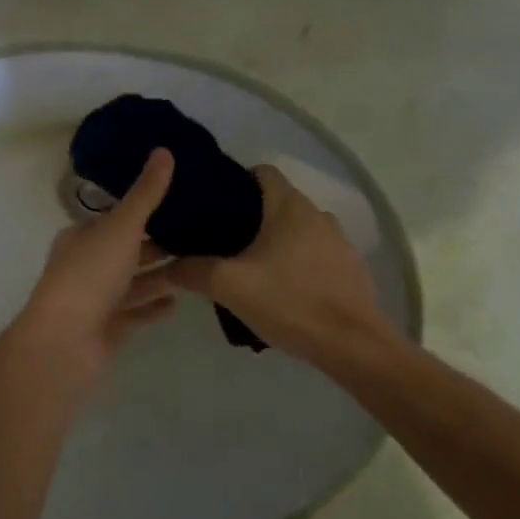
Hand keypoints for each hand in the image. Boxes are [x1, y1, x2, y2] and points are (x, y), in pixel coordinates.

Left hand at [13, 149, 178, 384]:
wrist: (65, 341)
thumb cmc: (90, 274)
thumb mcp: (121, 226)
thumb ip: (146, 193)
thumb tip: (164, 149)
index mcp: (81, 237)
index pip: (114, 218)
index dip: (142, 209)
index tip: (178, 202)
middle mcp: (85, 266)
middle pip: (125, 251)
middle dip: (155, 244)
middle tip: (198, 234)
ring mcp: (95, 300)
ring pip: (132, 283)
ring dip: (159, 276)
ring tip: (196, 265)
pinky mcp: (107, 329)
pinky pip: (135, 313)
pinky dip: (153, 307)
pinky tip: (178, 301)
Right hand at [168, 164, 400, 368]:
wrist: (353, 346)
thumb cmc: (289, 302)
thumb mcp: (229, 286)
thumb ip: (193, 271)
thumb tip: (166, 267)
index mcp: (289, 207)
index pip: (262, 172)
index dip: (236, 182)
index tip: (213, 205)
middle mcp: (317, 215)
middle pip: (277, 202)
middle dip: (249, 217)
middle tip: (220, 241)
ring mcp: (339, 242)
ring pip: (297, 230)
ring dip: (275, 242)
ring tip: (249, 267)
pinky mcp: (350, 269)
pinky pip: (315, 255)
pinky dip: (297, 263)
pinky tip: (281, 290)